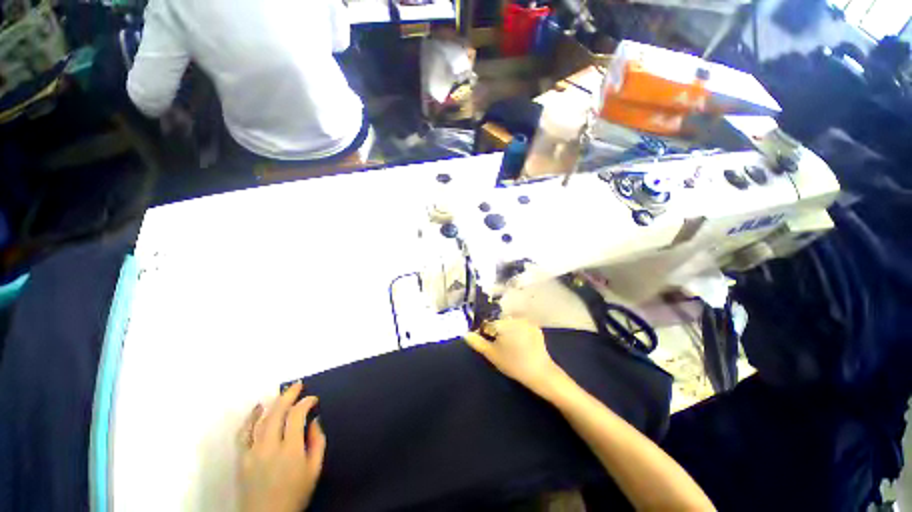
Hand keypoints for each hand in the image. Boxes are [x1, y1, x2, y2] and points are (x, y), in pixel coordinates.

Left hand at [237, 382, 326, 511]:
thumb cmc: (295, 494)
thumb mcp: (314, 470)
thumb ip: (317, 442)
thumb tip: (315, 420)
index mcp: (291, 450)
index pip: (296, 416)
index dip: (306, 402)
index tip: (313, 399)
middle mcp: (270, 447)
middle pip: (277, 413)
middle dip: (288, 395)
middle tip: (298, 385)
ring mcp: (252, 452)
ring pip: (260, 420)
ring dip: (272, 403)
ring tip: (281, 393)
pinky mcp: (241, 458)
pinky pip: (243, 433)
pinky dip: (250, 418)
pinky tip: (256, 409)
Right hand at [464, 318, 563, 394]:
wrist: (540, 372)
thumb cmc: (513, 364)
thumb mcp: (492, 355)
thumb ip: (477, 342)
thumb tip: (465, 334)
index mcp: (503, 323)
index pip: (487, 323)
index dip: (485, 333)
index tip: (489, 343)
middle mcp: (514, 318)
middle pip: (499, 321)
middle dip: (497, 330)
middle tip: (500, 346)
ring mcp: (526, 321)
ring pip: (510, 322)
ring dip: (507, 329)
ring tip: (511, 346)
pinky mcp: (535, 326)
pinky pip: (521, 325)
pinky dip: (518, 331)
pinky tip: (520, 343)